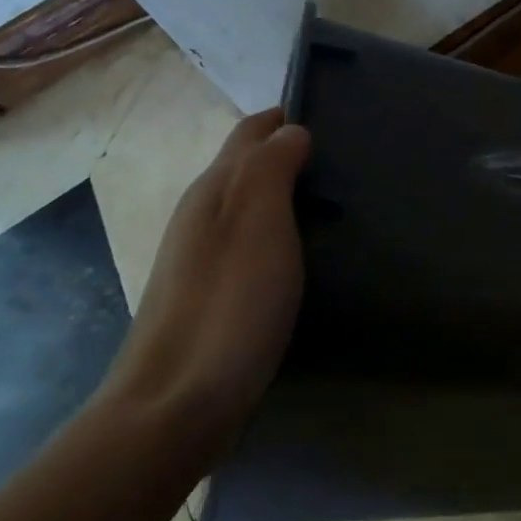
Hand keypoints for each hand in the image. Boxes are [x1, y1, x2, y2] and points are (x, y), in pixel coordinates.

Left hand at [98, 108, 311, 465]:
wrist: (176, 404)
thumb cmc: (229, 304)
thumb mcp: (259, 223)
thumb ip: (273, 168)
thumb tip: (291, 130)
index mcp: (213, 190)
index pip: (250, 133)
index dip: (285, 118)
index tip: (332, 115)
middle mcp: (200, 215)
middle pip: (246, 166)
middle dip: (287, 151)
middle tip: (343, 156)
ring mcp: (201, 258)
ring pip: (248, 204)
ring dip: (284, 191)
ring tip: (334, 198)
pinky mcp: (212, 294)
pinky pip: (250, 241)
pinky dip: (278, 229)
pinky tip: (303, 250)